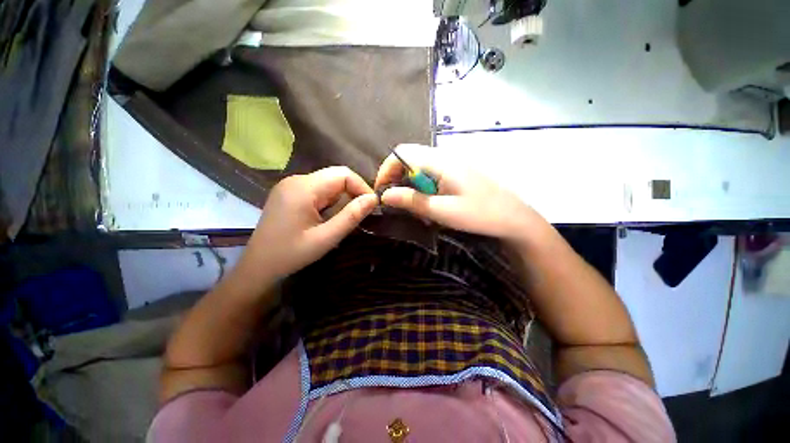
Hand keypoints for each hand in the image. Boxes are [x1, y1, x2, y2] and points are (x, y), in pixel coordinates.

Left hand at [240, 166, 377, 280]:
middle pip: (335, 176)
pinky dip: (330, 201)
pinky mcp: (290, 193)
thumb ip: (351, 216)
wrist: (258, 266)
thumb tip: (373, 199)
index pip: (343, 174)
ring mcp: (291, 185)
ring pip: (328, 183)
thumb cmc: (291, 254)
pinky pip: (318, 189)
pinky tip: (327, 217)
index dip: (361, 187)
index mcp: (304, 188)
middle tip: (359, 214)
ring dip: (341, 199)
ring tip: (342, 219)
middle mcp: (296, 180)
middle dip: (352, 193)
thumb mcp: (326, 238)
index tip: (371, 206)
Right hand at [375, 144, 547, 243]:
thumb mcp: (443, 212)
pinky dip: (422, 185)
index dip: (387, 169)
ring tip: (411, 204)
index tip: (382, 191)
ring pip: (419, 166)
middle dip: (396, 177)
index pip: (402, 153)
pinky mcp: (456, 172)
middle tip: (395, 200)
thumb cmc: (480, 214)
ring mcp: (452, 163)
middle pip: (409, 157)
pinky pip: (431, 173)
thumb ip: (413, 201)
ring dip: (409, 183)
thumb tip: (385, 195)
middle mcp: (444, 156)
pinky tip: (428, 202)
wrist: (514, 218)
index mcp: (440, 162)